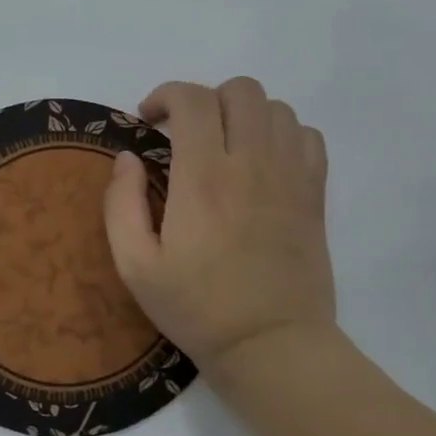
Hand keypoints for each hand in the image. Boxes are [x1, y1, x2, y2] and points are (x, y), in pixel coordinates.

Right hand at [103, 77, 335, 383]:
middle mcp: (251, 164)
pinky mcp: (314, 194)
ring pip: (276, 107)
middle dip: (205, 99)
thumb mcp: (135, 266)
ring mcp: (290, 176)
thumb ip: (121, 205)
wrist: (270, 345)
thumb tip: (128, 158)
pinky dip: (283, 133)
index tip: (150, 120)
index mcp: (203, 179)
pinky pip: (307, 135)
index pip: (192, 100)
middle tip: (186, 133)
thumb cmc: (196, 309)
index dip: (165, 95)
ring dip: (244, 114)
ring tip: (225, 145)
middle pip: (239, 90)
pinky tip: (263, 161)